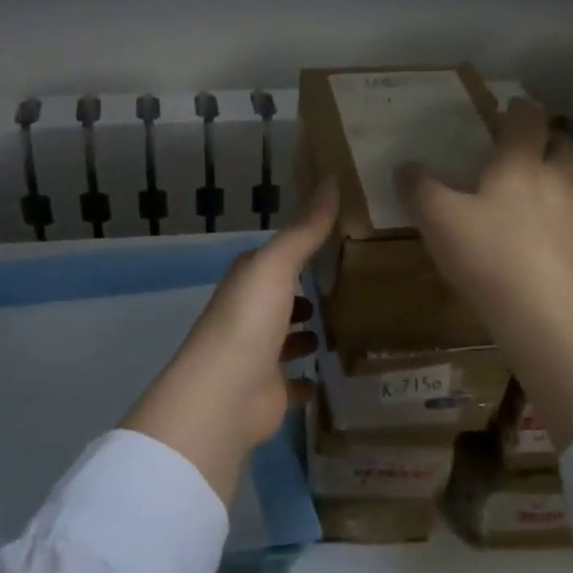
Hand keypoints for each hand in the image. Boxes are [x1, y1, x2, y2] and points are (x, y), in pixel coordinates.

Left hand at [121, 182, 337, 505]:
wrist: (224, 394)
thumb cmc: (249, 320)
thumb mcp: (277, 265)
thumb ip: (305, 228)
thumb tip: (331, 178)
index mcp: (247, 281)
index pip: (275, 259)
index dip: (300, 250)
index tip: (337, 243)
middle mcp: (248, 315)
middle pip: (279, 299)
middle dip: (304, 294)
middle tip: (348, 287)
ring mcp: (257, 355)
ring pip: (286, 339)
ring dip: (305, 334)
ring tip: (346, 326)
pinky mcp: (269, 392)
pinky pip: (292, 382)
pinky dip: (306, 379)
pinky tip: (329, 375)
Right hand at [397, 99, 572, 450]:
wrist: (550, 316)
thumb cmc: (488, 259)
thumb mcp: (438, 222)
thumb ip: (420, 190)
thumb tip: (404, 165)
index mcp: (520, 165)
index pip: (526, 122)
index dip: (520, 110)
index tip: (514, 107)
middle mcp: (562, 179)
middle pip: (565, 146)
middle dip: (552, 143)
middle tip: (537, 150)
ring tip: (569, 183)